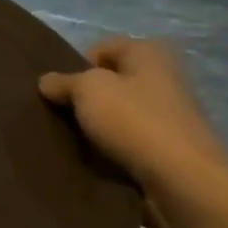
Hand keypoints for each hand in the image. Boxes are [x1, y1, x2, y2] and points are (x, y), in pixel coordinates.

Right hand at [39, 38, 227, 211]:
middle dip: (83, 97)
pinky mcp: (165, 146)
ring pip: (116, 112)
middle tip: (59, 114)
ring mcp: (167, 113)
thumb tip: (46, 81)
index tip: (59, 90)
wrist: (181, 179)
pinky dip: (109, 147)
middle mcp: (162, 77)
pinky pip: (126, 139)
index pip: (101, 48)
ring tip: (71, 138)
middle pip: (109, 81)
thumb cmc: (134, 121)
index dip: (76, 66)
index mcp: (149, 53)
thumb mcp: (88, 90)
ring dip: (94, 124)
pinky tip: (93, 157)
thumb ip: (63, 82)